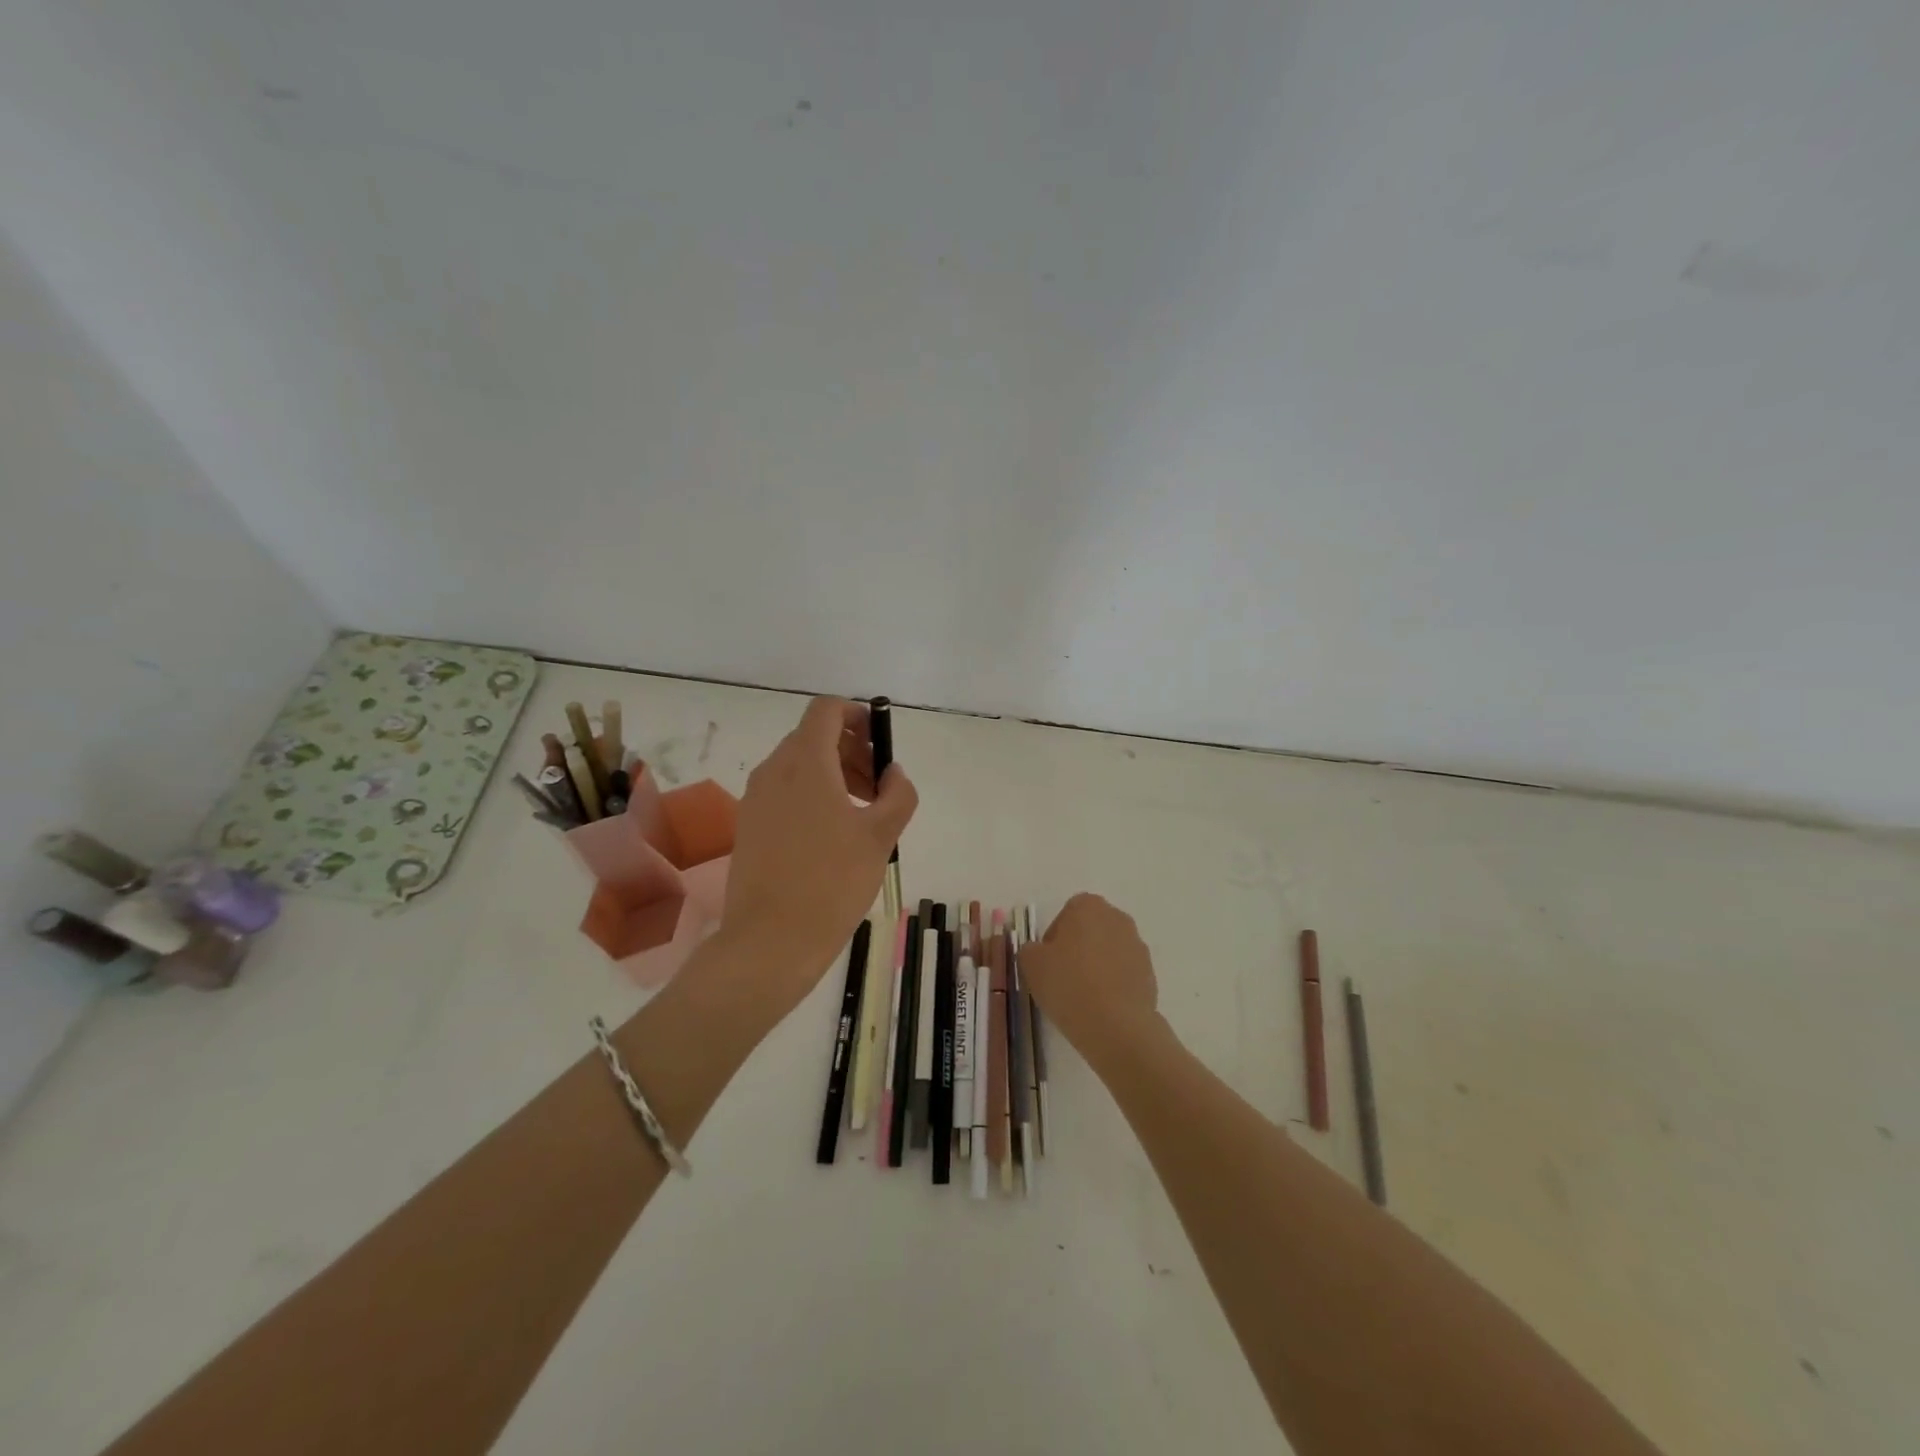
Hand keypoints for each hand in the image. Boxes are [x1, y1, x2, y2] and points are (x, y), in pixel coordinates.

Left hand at [719, 697, 916, 1020]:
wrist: (771, 940)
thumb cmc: (832, 881)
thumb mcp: (880, 836)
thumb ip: (897, 794)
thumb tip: (893, 773)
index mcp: (805, 762)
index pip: (827, 709)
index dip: (858, 716)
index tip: (881, 746)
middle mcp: (774, 770)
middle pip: (815, 736)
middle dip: (853, 751)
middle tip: (880, 789)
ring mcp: (756, 798)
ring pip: (800, 765)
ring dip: (835, 774)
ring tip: (862, 815)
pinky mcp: (749, 824)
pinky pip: (785, 791)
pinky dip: (813, 795)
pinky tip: (834, 836)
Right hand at [1018, 893, 1165, 1069]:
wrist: (1116, 1025)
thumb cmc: (1068, 984)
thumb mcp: (1031, 964)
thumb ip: (1030, 949)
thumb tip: (1039, 951)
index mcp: (1088, 906)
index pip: (1067, 913)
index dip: (1054, 938)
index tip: (1048, 962)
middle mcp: (1117, 918)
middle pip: (1090, 930)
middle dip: (1077, 948)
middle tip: (1063, 977)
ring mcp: (1137, 945)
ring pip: (1108, 951)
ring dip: (1096, 965)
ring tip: (1083, 996)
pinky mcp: (1149, 973)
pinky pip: (1124, 972)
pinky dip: (1113, 983)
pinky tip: (1101, 1006)